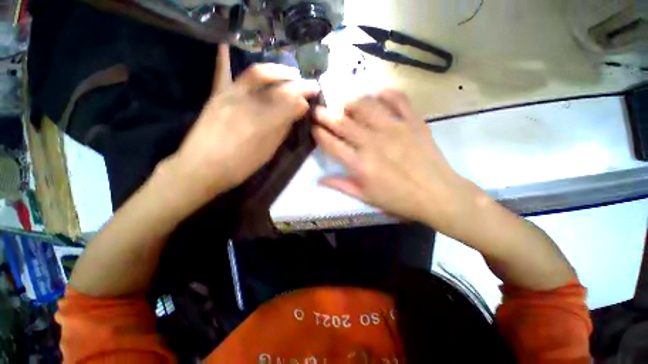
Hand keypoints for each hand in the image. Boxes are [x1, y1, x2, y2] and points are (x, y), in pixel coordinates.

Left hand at [166, 45, 318, 212]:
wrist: (201, 168)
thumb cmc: (239, 165)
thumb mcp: (267, 151)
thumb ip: (282, 129)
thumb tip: (297, 111)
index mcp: (264, 124)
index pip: (290, 103)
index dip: (304, 97)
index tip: (314, 94)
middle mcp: (249, 105)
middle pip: (278, 88)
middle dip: (297, 84)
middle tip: (309, 84)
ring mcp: (230, 96)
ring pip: (257, 75)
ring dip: (277, 71)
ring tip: (290, 73)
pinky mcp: (216, 95)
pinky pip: (222, 73)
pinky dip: (224, 58)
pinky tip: (227, 46)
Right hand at [313, 89, 477, 230]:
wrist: (437, 195)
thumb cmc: (398, 200)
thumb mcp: (366, 197)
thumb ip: (341, 185)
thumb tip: (319, 180)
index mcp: (360, 164)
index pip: (331, 144)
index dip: (319, 135)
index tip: (314, 129)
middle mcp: (372, 142)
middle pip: (343, 123)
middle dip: (326, 114)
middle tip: (319, 109)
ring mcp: (393, 129)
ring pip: (365, 106)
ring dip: (351, 102)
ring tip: (344, 101)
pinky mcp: (412, 122)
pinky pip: (398, 100)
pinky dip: (386, 93)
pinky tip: (377, 94)